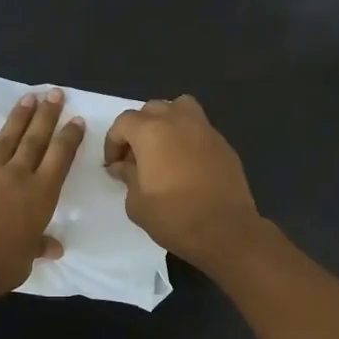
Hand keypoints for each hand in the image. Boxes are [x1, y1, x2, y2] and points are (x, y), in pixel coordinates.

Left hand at [0, 90, 84, 307]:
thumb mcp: (26, 260)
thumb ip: (39, 246)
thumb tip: (55, 248)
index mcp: (40, 196)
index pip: (60, 159)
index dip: (69, 138)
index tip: (76, 120)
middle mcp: (16, 176)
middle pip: (35, 140)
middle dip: (47, 116)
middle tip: (54, 93)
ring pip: (5, 139)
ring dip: (18, 117)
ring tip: (28, 98)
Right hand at [103, 95, 261, 267]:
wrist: (225, 230)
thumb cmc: (173, 217)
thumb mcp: (136, 203)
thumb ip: (127, 177)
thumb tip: (123, 166)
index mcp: (151, 131)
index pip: (124, 122)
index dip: (113, 142)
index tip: (114, 165)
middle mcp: (178, 121)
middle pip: (152, 109)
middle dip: (139, 129)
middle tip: (136, 157)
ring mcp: (205, 130)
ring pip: (180, 108)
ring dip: (167, 122)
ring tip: (163, 149)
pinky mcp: (224, 144)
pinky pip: (199, 129)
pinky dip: (188, 137)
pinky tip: (186, 164)